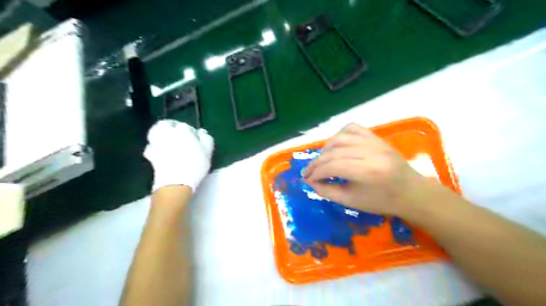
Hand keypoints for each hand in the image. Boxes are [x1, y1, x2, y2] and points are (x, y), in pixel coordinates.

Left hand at [144, 121, 213, 191]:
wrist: (176, 182)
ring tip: (165, 138)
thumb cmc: (196, 165)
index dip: (190, 131)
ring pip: (154, 132)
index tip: (195, 138)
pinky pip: (150, 147)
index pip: (185, 126)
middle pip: (164, 124)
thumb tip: (202, 132)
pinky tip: (158, 151)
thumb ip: (206, 139)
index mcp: (183, 131)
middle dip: (169, 125)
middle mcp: (168, 134)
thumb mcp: (208, 151)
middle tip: (176, 131)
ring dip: (158, 133)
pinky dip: (153, 147)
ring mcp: (157, 144)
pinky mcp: (151, 155)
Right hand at [305, 123, 427, 214]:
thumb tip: (310, 182)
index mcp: (367, 172)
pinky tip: (336, 145)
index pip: (332, 166)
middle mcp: (370, 152)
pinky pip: (352, 128)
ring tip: (321, 160)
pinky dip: (339, 135)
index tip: (307, 179)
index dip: (316, 172)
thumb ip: (328, 191)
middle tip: (309, 172)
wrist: (411, 192)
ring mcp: (374, 142)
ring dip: (325, 148)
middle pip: (334, 151)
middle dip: (317, 162)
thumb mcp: (352, 202)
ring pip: (340, 137)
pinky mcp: (376, 137)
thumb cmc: (382, 201)